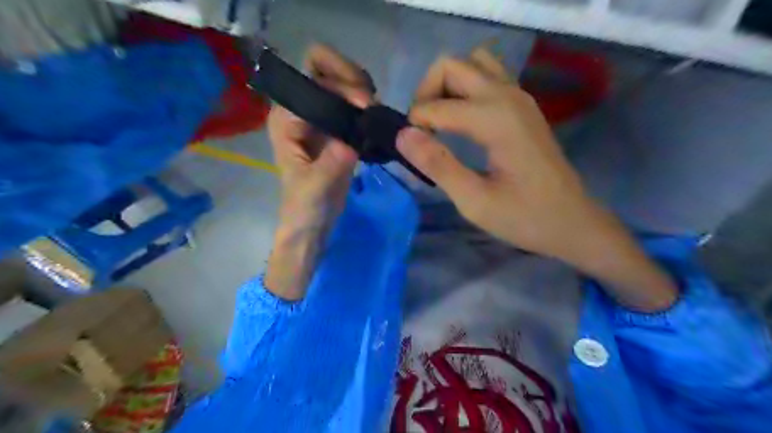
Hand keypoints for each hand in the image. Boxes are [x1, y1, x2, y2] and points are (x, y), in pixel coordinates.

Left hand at [264, 44, 374, 300]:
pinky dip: (365, 106)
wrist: (312, 222)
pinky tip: (374, 121)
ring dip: (361, 91)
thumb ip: (333, 160)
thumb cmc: (306, 207)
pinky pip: (350, 103)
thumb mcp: (317, 186)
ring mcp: (318, 117)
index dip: (341, 87)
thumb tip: (353, 138)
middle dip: (351, 79)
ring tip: (374, 113)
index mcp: (286, 118)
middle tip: (371, 105)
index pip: (314, 81)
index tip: (366, 106)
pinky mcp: (333, 128)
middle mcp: (300, 110)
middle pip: (324, 68)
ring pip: (340, 82)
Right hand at [398, 49, 676, 309]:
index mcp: (496, 119)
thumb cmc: (523, 218)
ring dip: (447, 85)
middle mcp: (508, 96)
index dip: (415, 124)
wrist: (572, 222)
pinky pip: (487, 76)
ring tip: (440, 120)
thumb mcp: (474, 201)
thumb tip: (403, 135)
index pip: (437, 105)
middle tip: (421, 130)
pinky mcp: (523, 105)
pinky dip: (465, 88)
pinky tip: (463, 121)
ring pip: (472, 63)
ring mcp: (519, 96)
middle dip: (426, 92)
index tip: (412, 151)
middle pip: (452, 65)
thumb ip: (437, 165)